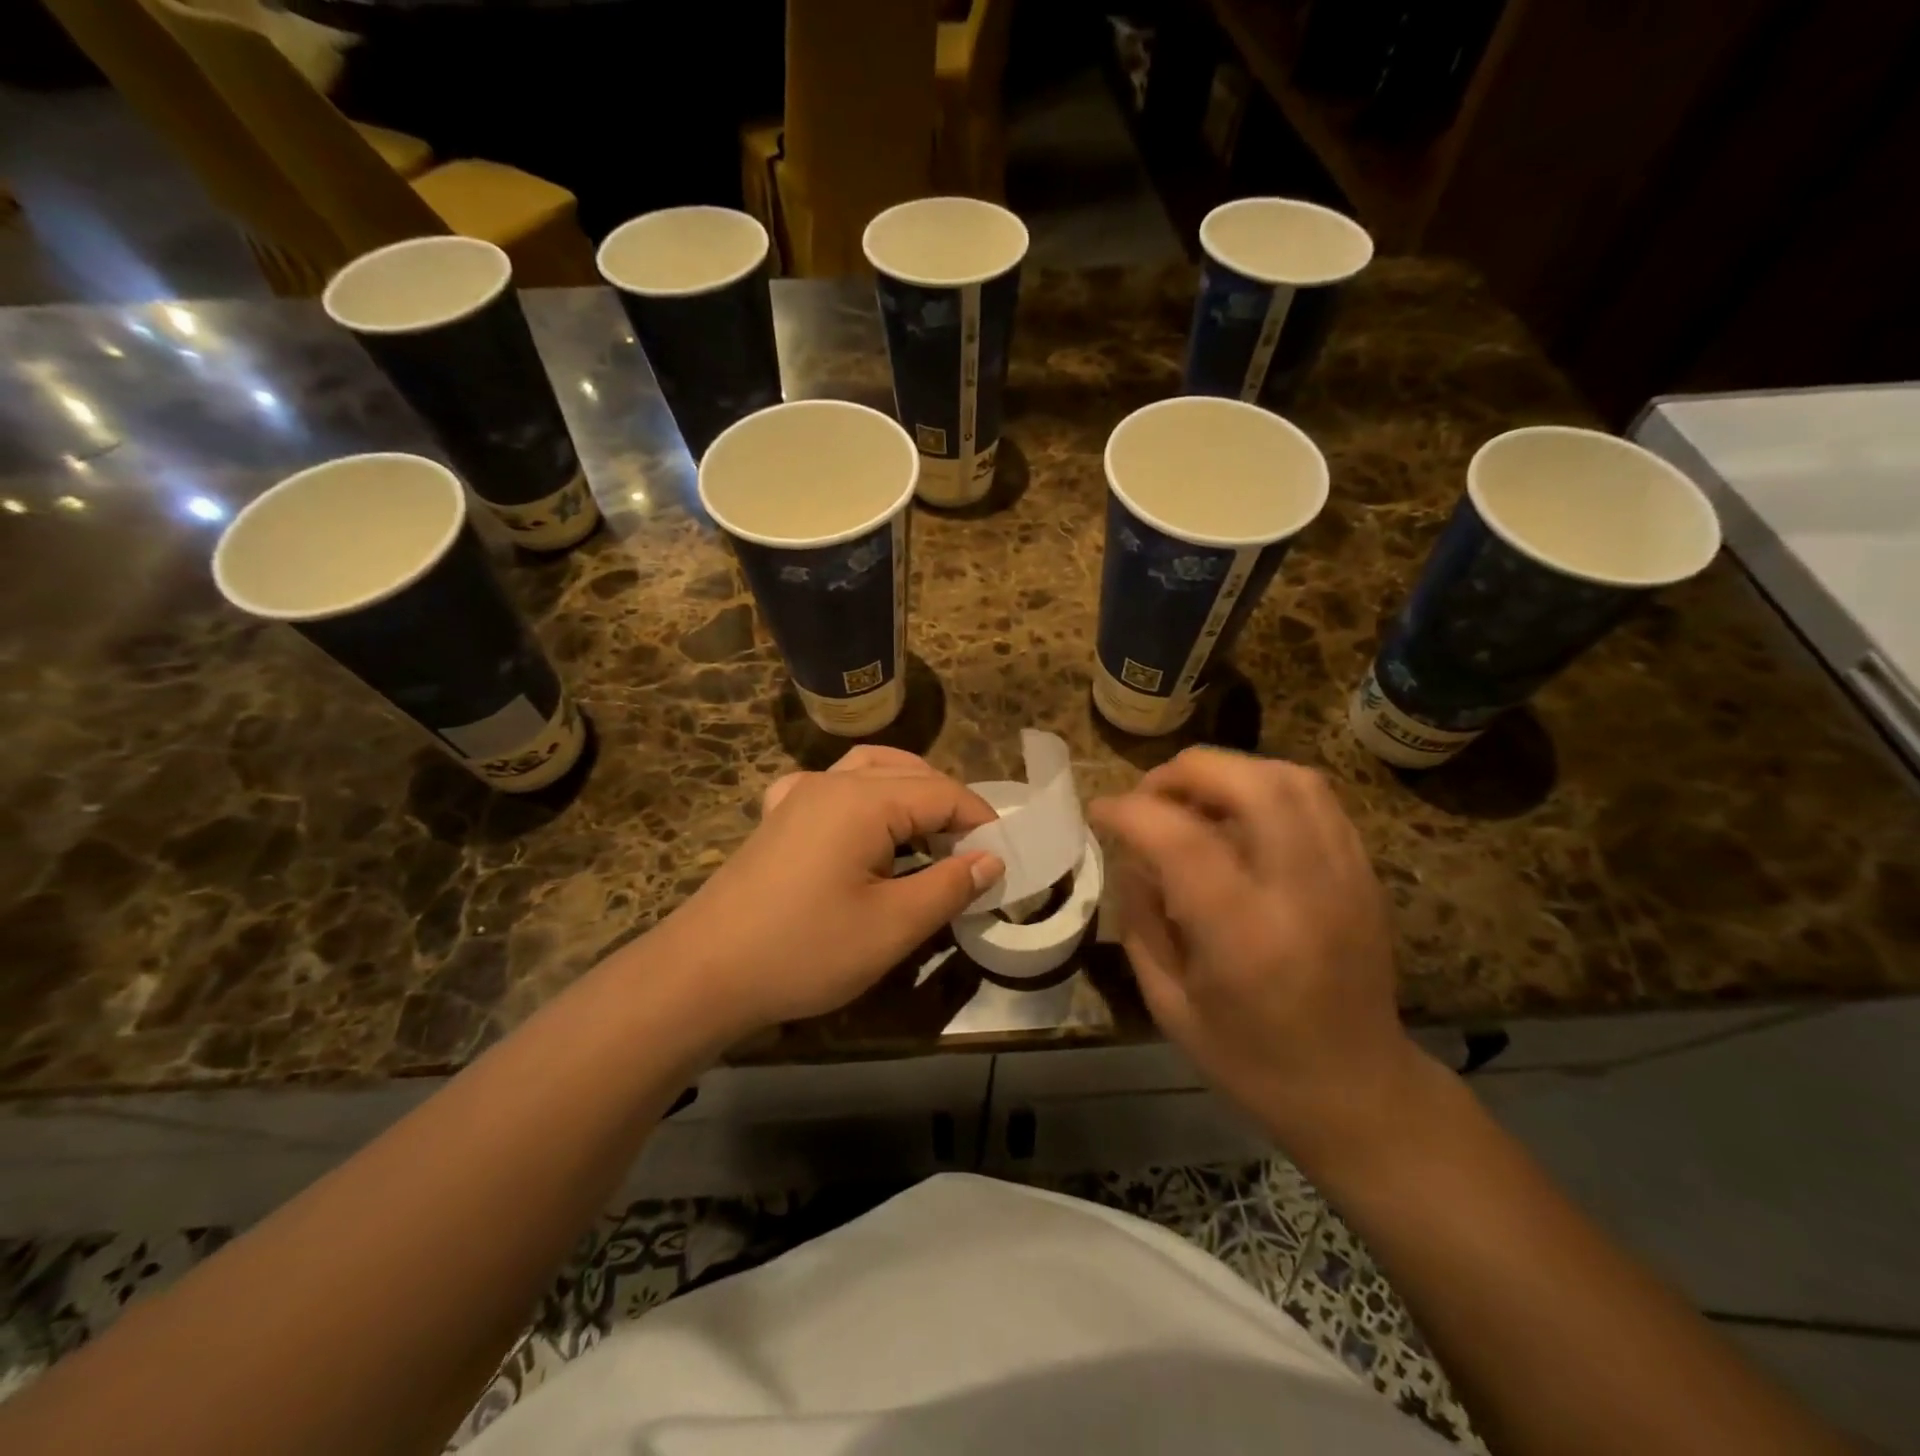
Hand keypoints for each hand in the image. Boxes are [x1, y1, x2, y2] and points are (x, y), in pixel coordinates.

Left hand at [649, 747, 1002, 1039]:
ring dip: (908, 793)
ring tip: (930, 836)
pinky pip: (831, 787)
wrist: (703, 973)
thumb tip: (991, 860)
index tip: (1004, 858)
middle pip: (910, 773)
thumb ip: (949, 887)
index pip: (944, 794)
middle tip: (971, 854)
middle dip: (948, 807)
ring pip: (870, 771)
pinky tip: (861, 827)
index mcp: (865, 799)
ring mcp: (798, 795)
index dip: (981, 822)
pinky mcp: (777, 817)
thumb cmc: (805, 950)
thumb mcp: (892, 927)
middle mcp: (832, 782)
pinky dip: (863, 795)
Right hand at [1089, 748, 1424, 1157]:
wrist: (1358, 1090)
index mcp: (1244, 935)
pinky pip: (1316, 797)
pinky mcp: (1363, 871)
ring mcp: (1343, 875)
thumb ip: (1141, 922)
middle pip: (1246, 784)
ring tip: (1192, 798)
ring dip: (1228, 771)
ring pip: (1289, 778)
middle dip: (1182, 773)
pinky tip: (1239, 814)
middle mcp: (1300, 890)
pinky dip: (1266, 786)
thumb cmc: (1252, 1060)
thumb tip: (1132, 857)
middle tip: (1148, 796)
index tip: (1099, 812)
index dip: (1128, 811)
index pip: (1178, 838)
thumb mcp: (1170, 1005)